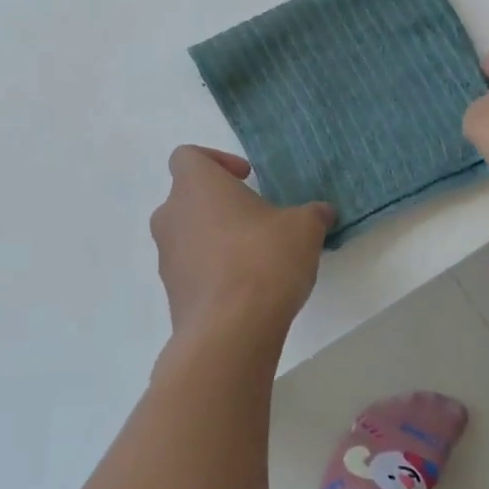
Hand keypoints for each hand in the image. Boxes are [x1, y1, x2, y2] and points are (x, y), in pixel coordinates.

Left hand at [150, 146, 334, 343]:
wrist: (230, 331)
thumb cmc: (263, 259)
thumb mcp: (303, 228)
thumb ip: (312, 214)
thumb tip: (321, 213)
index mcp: (196, 186)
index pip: (188, 156)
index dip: (217, 161)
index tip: (246, 179)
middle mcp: (171, 216)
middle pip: (189, 197)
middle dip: (222, 205)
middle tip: (258, 220)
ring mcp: (167, 257)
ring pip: (189, 235)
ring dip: (218, 239)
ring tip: (258, 258)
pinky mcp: (173, 293)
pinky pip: (193, 270)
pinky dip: (215, 271)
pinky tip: (248, 289)